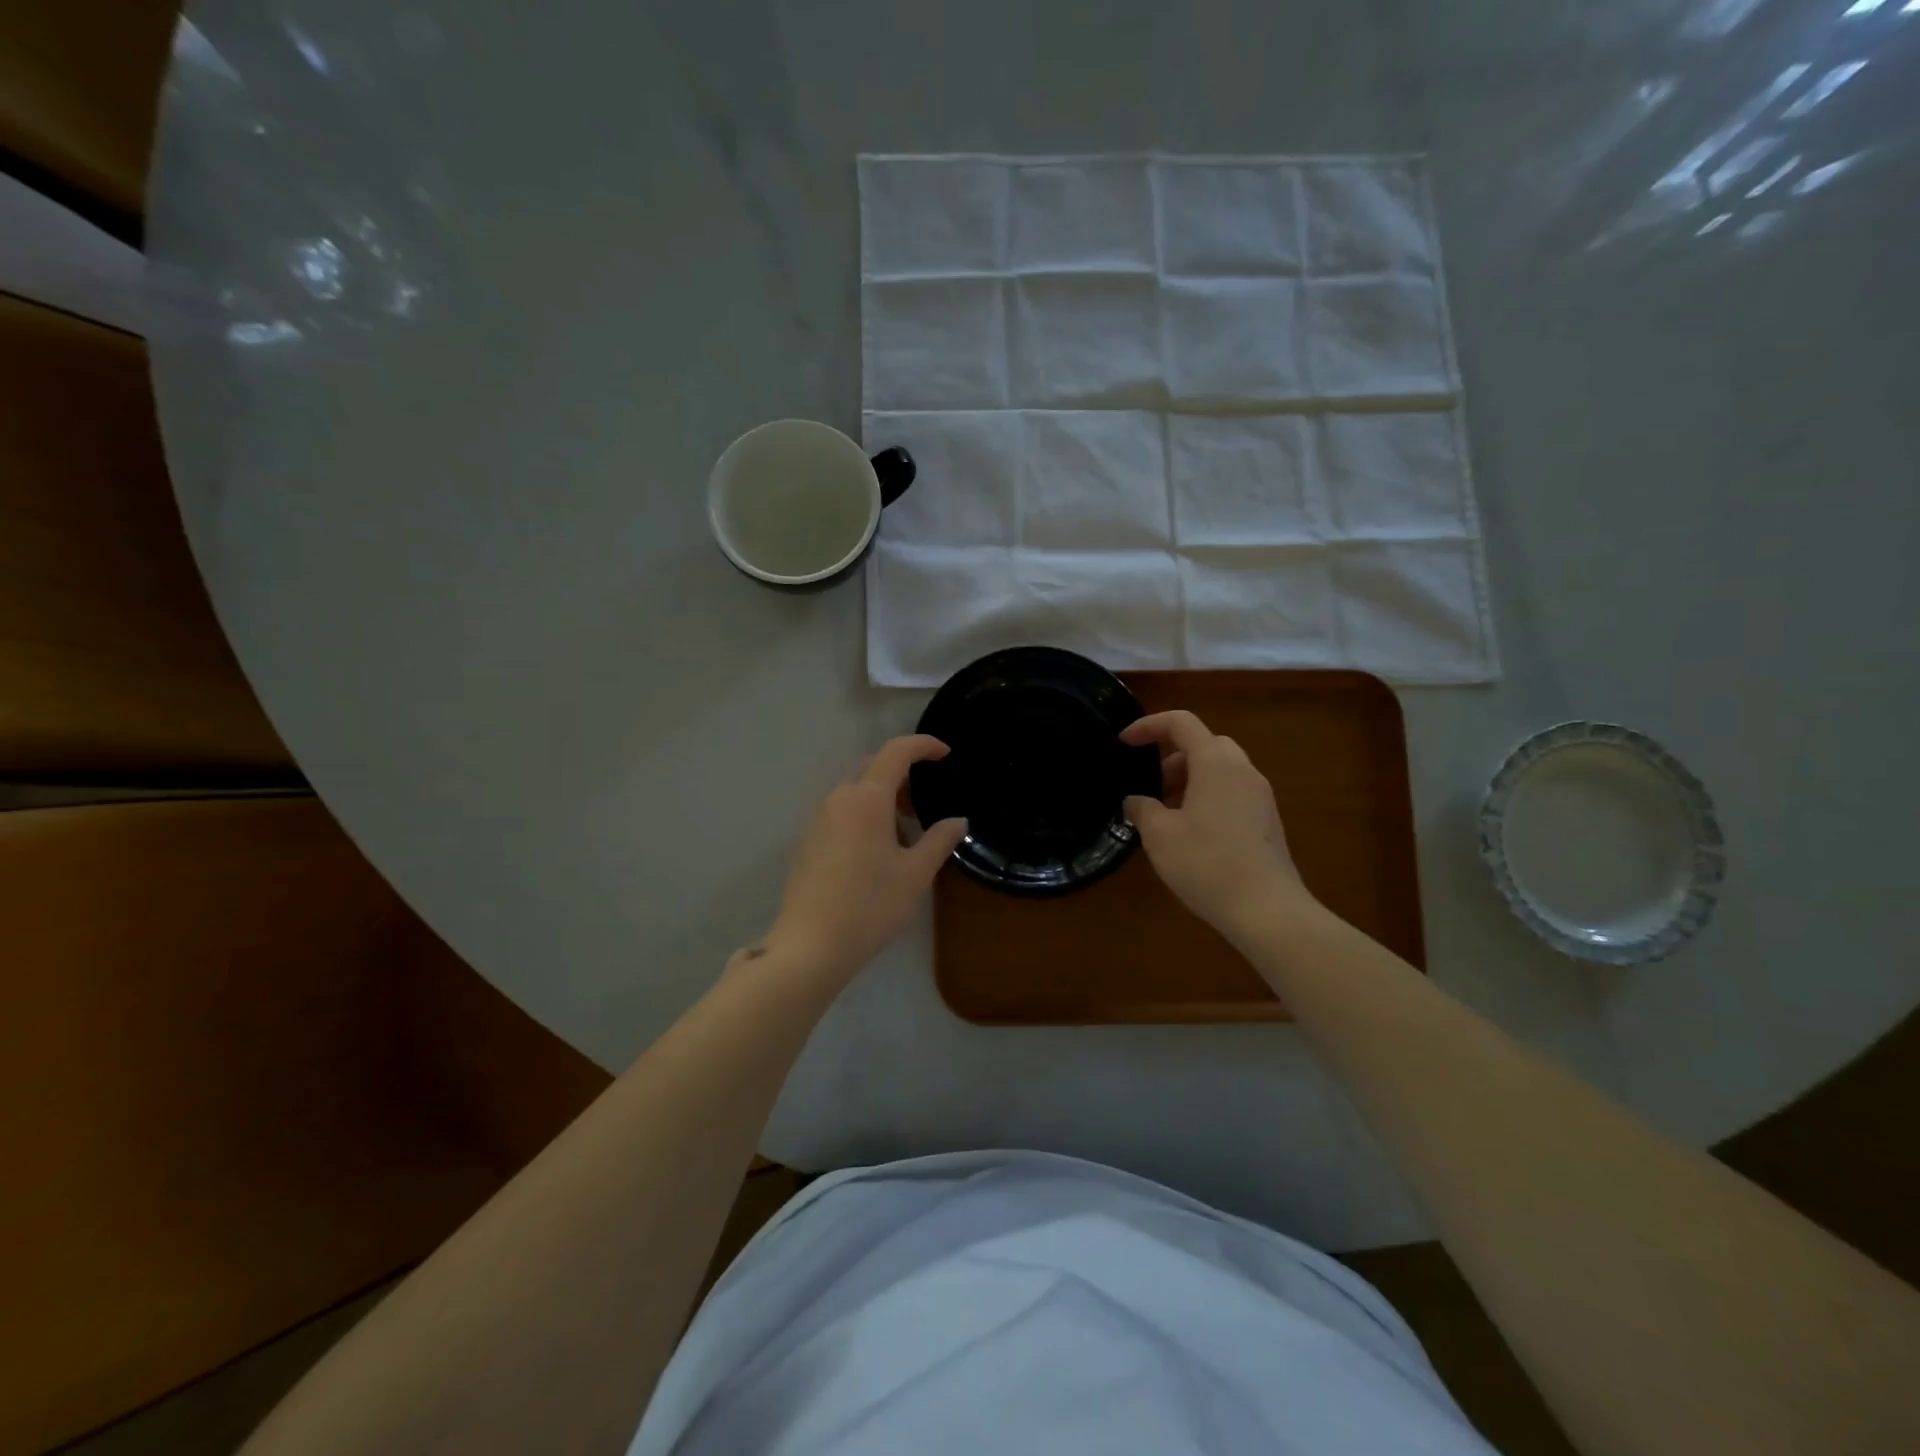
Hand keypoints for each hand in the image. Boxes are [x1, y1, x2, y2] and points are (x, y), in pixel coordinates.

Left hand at [759, 735, 966, 980]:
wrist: (810, 946)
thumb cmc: (870, 904)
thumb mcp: (916, 873)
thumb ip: (940, 840)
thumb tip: (958, 821)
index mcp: (867, 798)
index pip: (896, 752)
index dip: (923, 745)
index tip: (945, 754)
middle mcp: (838, 799)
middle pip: (872, 767)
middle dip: (902, 773)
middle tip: (924, 802)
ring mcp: (819, 820)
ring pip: (856, 791)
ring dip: (883, 798)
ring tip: (906, 834)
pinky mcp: (809, 842)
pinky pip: (842, 812)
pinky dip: (865, 815)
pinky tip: (878, 852)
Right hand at [1121, 710, 1313, 936]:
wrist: (1267, 910)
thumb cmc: (1207, 864)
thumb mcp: (1159, 835)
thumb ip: (1142, 808)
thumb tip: (1136, 801)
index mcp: (1215, 764)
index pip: (1181, 723)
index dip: (1148, 726)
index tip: (1124, 743)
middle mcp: (1242, 771)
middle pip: (1204, 744)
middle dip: (1172, 757)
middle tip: (1151, 787)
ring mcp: (1260, 796)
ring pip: (1220, 769)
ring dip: (1190, 780)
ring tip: (1166, 814)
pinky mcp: (1267, 821)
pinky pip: (1232, 792)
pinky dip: (1207, 797)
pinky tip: (1191, 834)